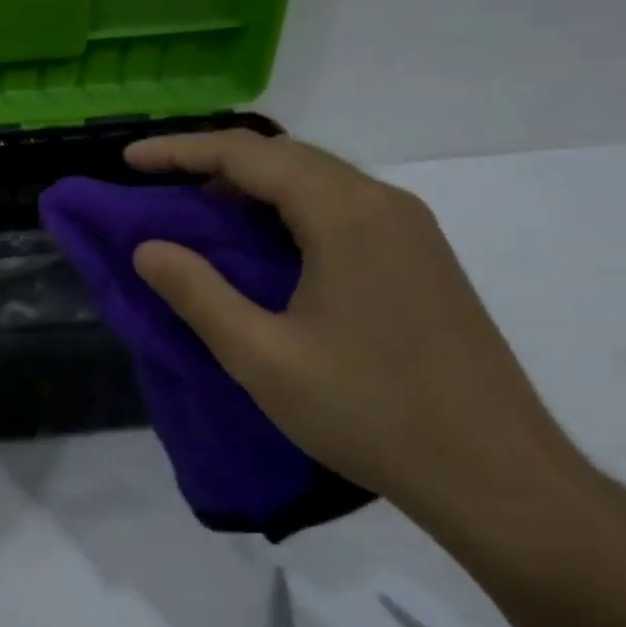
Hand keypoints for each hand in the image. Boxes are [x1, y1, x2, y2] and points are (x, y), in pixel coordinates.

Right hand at [125, 131, 581, 524]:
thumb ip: (197, 293)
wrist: (496, 474)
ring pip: (315, 181)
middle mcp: (383, 204)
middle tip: (155, 185)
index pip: (247, 154)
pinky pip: (339, 209)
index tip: (128, 161)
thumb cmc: (369, 411)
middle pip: (284, 157)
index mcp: (345, 214)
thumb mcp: (261, 356)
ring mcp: (409, 231)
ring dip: (251, 185)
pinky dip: (285, 210)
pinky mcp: (419, 260)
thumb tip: (146, 248)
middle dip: (212, 161)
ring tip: (197, 212)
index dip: (180, 151)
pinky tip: (261, 246)